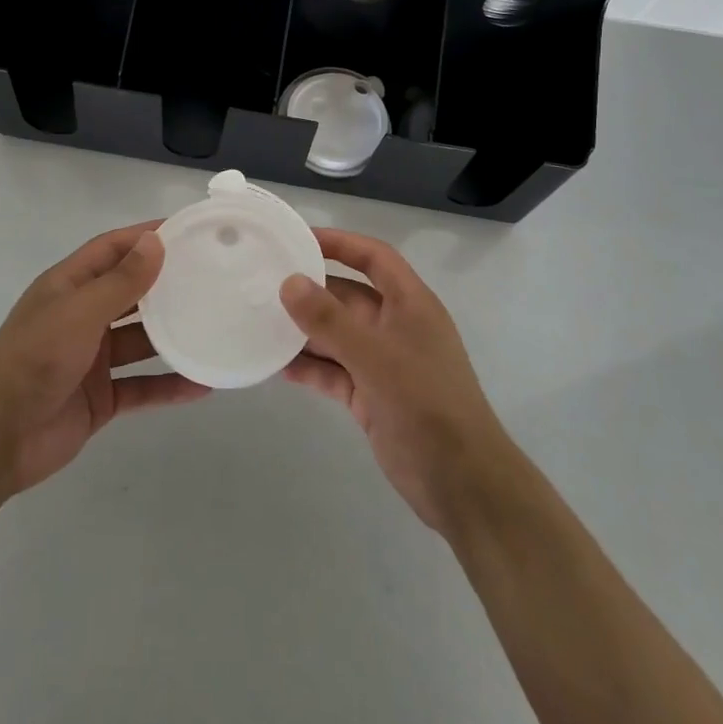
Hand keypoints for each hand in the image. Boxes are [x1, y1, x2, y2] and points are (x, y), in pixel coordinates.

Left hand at [0, 223, 210, 495]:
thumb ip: (121, 281)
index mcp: (70, 286)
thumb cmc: (35, 357)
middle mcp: (82, 316)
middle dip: (166, 284)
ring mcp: (92, 359)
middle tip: (212, 276)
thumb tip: (155, 241)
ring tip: (215, 326)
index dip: (146, 237)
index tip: (187, 231)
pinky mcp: (100, 398)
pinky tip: (202, 385)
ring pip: (141, 341)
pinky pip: (142, 386)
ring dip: (173, 335)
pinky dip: (169, 385)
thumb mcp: (80, 311)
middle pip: (131, 293)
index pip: (113, 249)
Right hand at [280, 229, 514, 534]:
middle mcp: (396, 327)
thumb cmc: (426, 405)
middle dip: (311, 290)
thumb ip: (330, 320)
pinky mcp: (372, 396)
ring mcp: (383, 363)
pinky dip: (309, 367)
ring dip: (304, 330)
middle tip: (264, 283)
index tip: (297, 238)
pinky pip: (334, 372)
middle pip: (348, 296)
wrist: (463, 485)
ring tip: (259, 321)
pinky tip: (275, 366)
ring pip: (337, 335)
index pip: (374, 257)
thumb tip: (289, 282)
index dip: (340, 243)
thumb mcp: (375, 357)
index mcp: (410, 304)